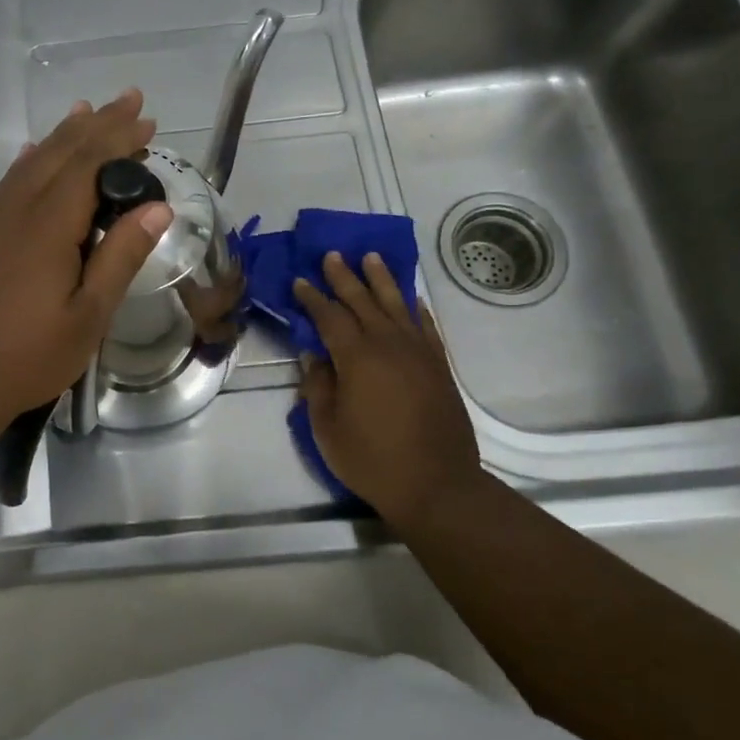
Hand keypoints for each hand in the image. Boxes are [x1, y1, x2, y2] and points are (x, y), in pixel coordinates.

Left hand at [0, 90, 171, 445]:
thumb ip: (120, 257)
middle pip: (60, 152)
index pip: (89, 164)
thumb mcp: (88, 316)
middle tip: (130, 100)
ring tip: (86, 112)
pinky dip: (30, 161)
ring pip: (31, 163)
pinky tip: (33, 155)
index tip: (148, 119)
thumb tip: (157, 209)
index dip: (119, 138)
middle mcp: (15, 210)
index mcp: (47, 226)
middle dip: (97, 124)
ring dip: (63, 135)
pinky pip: (8, 183)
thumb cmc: (27, 356)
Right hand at [292, 252, 485, 526]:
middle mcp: (389, 345)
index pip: (330, 317)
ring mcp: (419, 354)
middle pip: (364, 302)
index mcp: (357, 357)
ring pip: (398, 306)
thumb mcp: (327, 427)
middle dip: (345, 277)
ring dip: (382, 280)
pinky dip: (417, 310)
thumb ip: (318, 386)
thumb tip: (313, 355)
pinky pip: (427, 328)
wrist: (436, 484)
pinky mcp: (439, 367)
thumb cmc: (372, 458)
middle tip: (333, 255)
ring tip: (372, 258)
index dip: (313, 297)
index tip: (300, 280)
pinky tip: (411, 300)